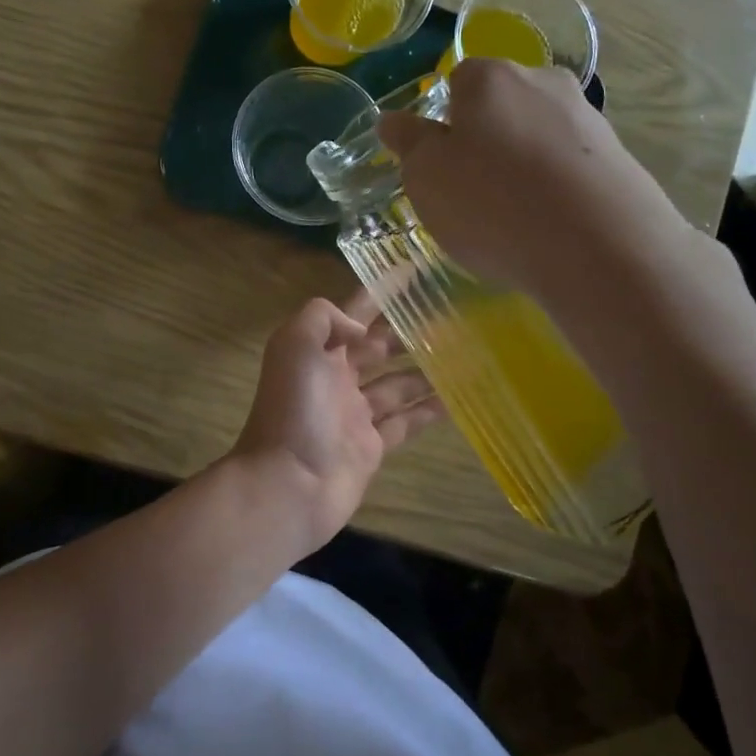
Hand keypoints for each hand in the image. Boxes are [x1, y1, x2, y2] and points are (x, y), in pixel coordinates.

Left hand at [230, 291, 442, 551]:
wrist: (289, 484)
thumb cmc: (294, 410)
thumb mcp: (295, 344)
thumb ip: (325, 318)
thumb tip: (362, 330)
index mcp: (317, 350)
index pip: (354, 312)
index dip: (381, 292)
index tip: (415, 271)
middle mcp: (336, 377)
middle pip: (378, 346)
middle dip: (409, 330)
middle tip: (453, 315)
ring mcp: (355, 413)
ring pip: (397, 383)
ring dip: (426, 368)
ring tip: (466, 353)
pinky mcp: (372, 446)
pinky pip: (406, 421)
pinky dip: (429, 410)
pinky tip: (459, 398)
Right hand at [376, 58, 721, 303]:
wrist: (597, 245)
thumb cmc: (491, 202)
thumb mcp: (425, 176)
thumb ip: (408, 143)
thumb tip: (392, 119)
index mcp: (490, 78)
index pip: (458, 81)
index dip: (444, 121)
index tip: (441, 163)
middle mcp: (543, 82)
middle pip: (502, 106)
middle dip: (486, 140)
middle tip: (472, 192)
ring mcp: (587, 119)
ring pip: (538, 136)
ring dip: (523, 165)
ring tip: (514, 217)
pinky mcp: (619, 158)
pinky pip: (570, 167)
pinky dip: (555, 188)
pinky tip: (549, 226)